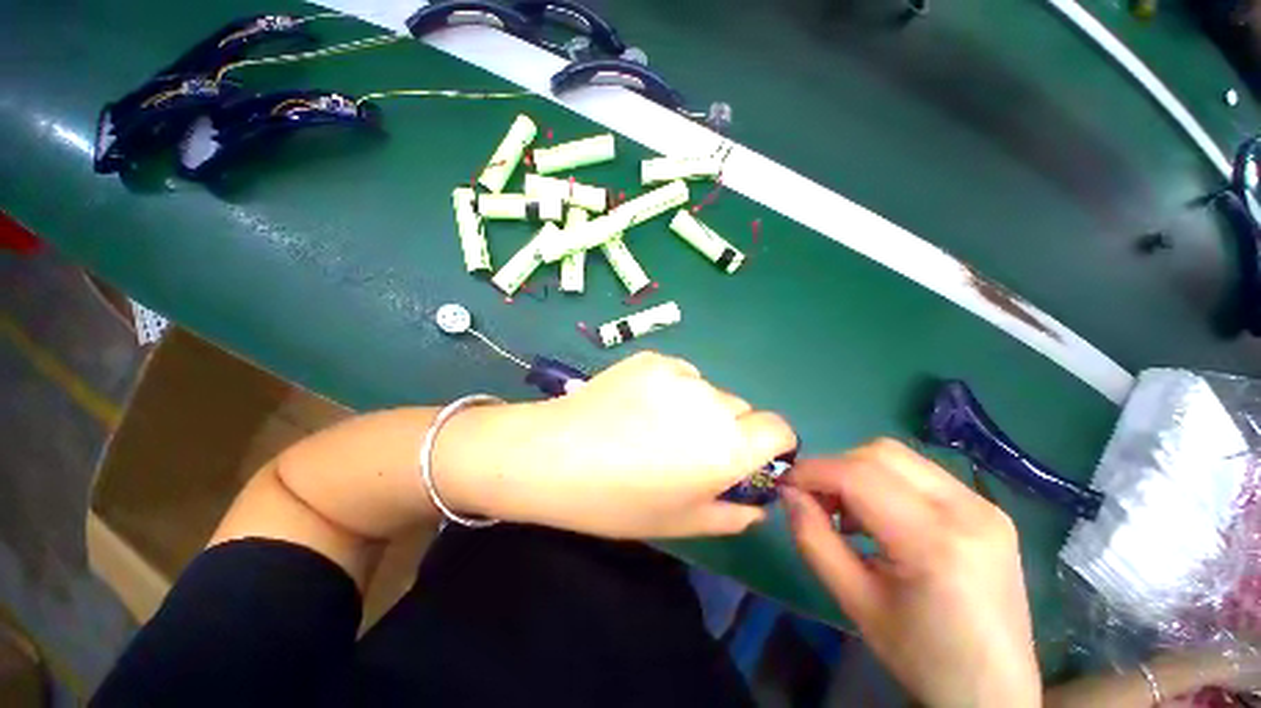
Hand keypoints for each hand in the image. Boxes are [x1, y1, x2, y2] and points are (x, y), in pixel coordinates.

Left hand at [440, 351, 795, 538]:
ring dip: (698, 407)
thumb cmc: (618, 501)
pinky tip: (638, 405)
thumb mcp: (682, 522)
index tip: (748, 458)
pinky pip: (680, 374)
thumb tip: (757, 503)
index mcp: (728, 447)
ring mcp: (680, 374)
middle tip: (688, 448)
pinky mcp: (653, 358)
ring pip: (709, 391)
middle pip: (742, 409)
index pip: (780, 429)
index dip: (771, 445)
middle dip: (729, 429)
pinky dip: (672, 389)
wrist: (554, 455)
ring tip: (655, 426)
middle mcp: (713, 402)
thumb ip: (732, 514)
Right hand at [782, 439, 1038, 707]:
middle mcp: (968, 510)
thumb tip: (788, 492)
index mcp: (936, 543)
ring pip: (899, 457)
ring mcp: (985, 505)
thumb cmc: (921, 657)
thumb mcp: (854, 602)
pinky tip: (881, 517)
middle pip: (880, 454)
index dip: (812, 471)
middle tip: (816, 500)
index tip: (785, 483)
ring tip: (847, 511)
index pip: (858, 476)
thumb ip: (812, 539)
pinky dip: (885, 482)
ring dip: (859, 472)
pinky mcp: (989, 509)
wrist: (994, 691)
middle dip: (835, 468)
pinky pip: (921, 473)